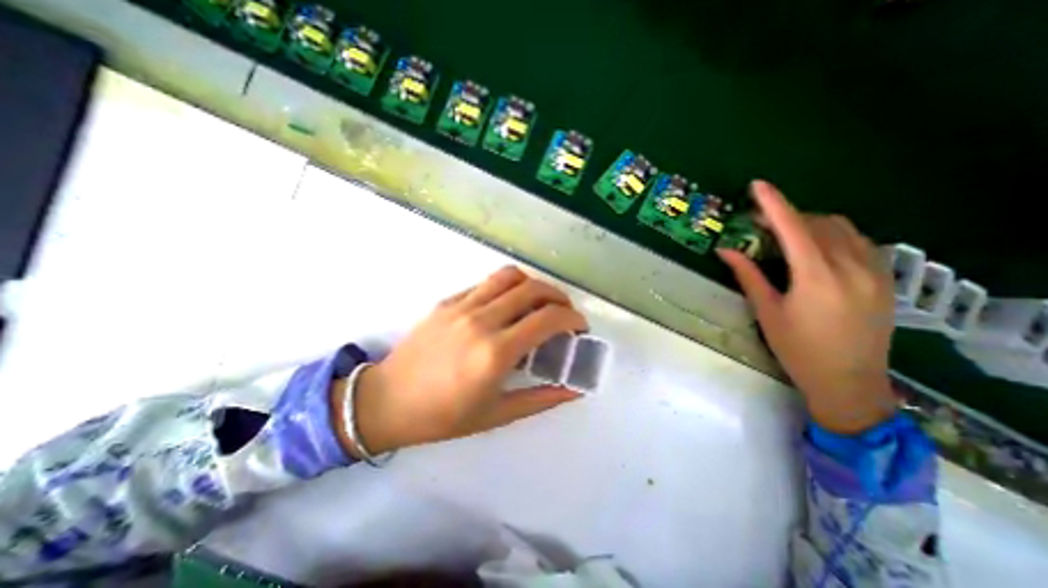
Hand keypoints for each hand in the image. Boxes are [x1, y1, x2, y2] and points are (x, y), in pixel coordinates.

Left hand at [331, 264, 584, 455]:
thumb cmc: (443, 416)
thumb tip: (573, 389)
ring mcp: (462, 306)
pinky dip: (507, 288)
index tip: (579, 327)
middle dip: (559, 296)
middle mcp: (481, 321)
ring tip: (540, 302)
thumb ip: (541, 399)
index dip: (572, 318)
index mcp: (495, 352)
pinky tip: (507, 306)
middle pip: (533, 289)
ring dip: (533, 284)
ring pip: (509, 276)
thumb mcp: (497, 415)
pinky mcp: (447, 301)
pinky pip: (485, 284)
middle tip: (564, 313)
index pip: (548, 318)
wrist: (387, 401)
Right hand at [717, 182, 896, 432]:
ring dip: (811, 223)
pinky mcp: (885, 279)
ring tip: (785, 234)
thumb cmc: (798, 348)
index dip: (774, 204)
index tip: (757, 185)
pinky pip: (859, 242)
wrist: (850, 382)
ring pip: (843, 229)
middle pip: (819, 223)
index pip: (794, 228)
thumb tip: (725, 250)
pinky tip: (816, 248)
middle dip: (788, 215)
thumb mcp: (767, 311)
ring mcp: (875, 271)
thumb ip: (748, 275)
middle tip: (760, 222)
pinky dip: (833, 235)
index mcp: (817, 276)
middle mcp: (852, 266)